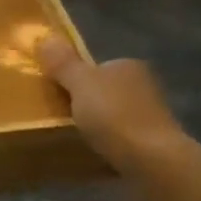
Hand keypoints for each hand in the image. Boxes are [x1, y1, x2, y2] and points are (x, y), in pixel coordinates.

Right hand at [36, 37, 186, 173]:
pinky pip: (123, 140)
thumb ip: (62, 63)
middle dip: (88, 103)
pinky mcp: (156, 145)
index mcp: (129, 66)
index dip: (76, 78)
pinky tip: (97, 155)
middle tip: (61, 117)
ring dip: (100, 126)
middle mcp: (145, 86)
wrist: (153, 162)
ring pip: (115, 116)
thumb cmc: (114, 115)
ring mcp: (153, 117)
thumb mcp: (80, 83)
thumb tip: (45, 38)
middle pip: (106, 91)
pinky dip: (111, 145)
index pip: (97, 66)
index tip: (58, 94)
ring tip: (76, 139)